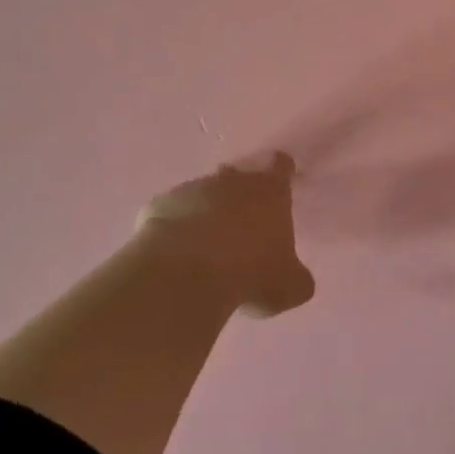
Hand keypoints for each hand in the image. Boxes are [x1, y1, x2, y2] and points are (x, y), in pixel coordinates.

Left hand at [133, 153, 314, 317]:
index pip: (281, 166)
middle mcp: (232, 181)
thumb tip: (296, 280)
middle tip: (242, 222)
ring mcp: (191, 189)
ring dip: (205, 212)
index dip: (281, 172)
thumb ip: (296, 278)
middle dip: (239, 193)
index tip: (280, 183)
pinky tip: (175, 255)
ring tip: (205, 247)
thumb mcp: (288, 287)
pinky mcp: (158, 205)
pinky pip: (170, 213)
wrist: (184, 275)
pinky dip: (174, 228)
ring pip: (202, 194)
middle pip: (238, 175)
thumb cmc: (249, 272)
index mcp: (270, 191)